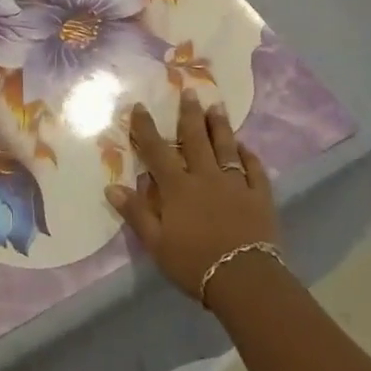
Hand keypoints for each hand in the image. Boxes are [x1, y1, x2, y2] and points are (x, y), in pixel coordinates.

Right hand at [106, 92, 279, 301]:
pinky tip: (245, 147)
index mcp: (178, 187)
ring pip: (225, 148)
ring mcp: (235, 184)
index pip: (157, 151)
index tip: (140, 106)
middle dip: (190, 114)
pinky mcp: (259, 197)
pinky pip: (254, 170)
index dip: (146, 128)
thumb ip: (136, 213)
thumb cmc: (194, 263)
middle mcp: (205, 177)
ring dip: (220, 126)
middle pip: (195, 139)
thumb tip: (111, 187)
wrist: (245, 279)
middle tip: (189, 91)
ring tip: (217, 106)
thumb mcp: (156, 243)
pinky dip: (249, 156)